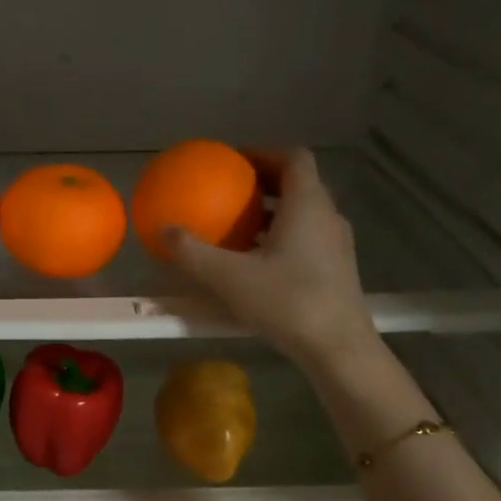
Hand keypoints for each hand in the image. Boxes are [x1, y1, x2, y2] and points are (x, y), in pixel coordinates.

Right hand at [166, 149, 381, 368]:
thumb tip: (163, 230)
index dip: (264, 152)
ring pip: (304, 213)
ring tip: (239, 226)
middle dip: (264, 182)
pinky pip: (307, 237)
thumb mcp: (229, 278)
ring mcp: (336, 244)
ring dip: (273, 212)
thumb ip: (193, 253)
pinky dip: (282, 236)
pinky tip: (257, 262)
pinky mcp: (337, 269)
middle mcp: (327, 216)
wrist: (338, 347)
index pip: (293, 158)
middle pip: (299, 183)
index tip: (235, 160)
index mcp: (307, 204)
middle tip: (231, 191)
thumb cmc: (287, 302)